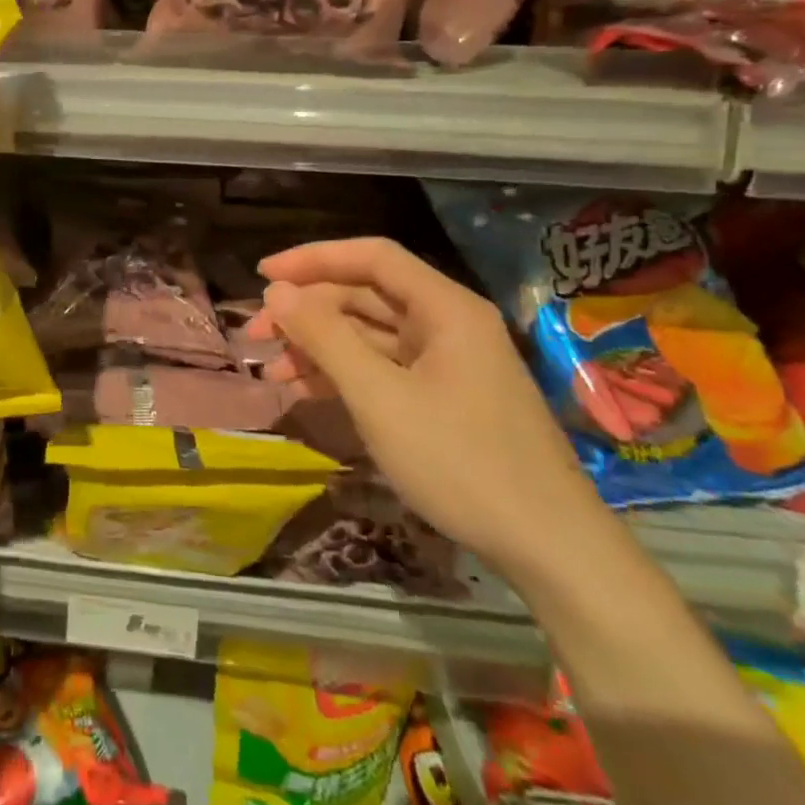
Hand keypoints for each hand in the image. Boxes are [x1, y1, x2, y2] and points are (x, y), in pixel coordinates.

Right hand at [249, 236, 608, 581]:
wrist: (548, 546)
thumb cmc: (460, 461)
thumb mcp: (379, 397)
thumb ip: (325, 337)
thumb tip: (277, 291)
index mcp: (445, 308)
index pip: (371, 257)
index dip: (312, 258)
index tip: (261, 275)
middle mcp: (447, 324)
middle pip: (365, 295)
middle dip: (307, 310)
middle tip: (256, 334)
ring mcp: (447, 362)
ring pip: (368, 334)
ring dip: (318, 345)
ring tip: (271, 369)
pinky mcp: (443, 396)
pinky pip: (381, 367)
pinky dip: (341, 373)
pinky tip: (305, 390)